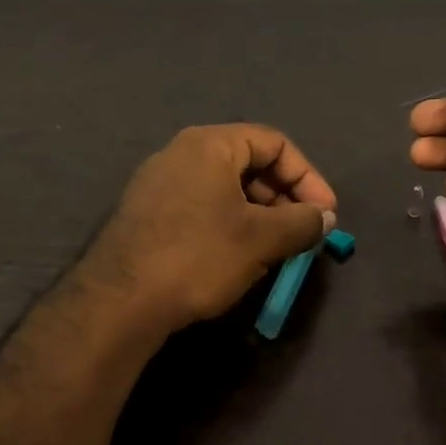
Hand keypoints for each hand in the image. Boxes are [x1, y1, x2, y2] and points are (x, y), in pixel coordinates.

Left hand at [81, 124, 337, 334]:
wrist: (120, 301)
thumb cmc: (198, 256)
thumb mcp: (261, 239)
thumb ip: (302, 222)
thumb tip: (324, 217)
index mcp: (209, 145)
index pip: (274, 143)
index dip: (308, 176)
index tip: (325, 214)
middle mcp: (181, 153)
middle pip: (249, 163)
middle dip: (284, 197)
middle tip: (302, 233)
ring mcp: (160, 183)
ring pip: (226, 189)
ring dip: (260, 215)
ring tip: (275, 249)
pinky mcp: (149, 214)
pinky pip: (202, 207)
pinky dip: (231, 225)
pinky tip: (239, 258)